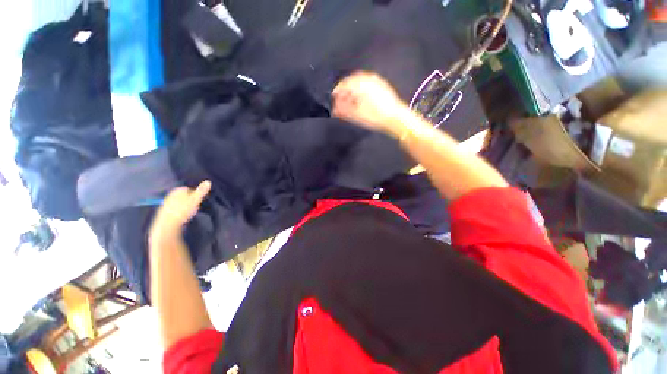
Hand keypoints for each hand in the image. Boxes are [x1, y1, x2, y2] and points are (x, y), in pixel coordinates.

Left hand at [150, 181, 210, 239]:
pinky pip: (174, 209)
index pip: (189, 189)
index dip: (195, 194)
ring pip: (179, 202)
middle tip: (196, 206)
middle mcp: (171, 195)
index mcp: (178, 190)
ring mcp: (166, 203)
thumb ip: (202, 191)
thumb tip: (208, 181)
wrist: (167, 223)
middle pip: (183, 196)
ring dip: (184, 206)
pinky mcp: (164, 212)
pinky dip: (179, 211)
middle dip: (189, 199)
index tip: (199, 200)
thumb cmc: (183, 210)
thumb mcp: (196, 199)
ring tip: (190, 212)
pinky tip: (182, 216)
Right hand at [332, 71, 408, 136]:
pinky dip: (361, 90)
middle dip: (344, 90)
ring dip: (353, 90)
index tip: (333, 98)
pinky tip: (361, 99)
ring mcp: (376, 81)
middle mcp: (368, 79)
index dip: (337, 92)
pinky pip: (367, 84)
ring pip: (359, 82)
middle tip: (340, 100)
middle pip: (351, 82)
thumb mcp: (356, 115)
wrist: (396, 118)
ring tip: (350, 101)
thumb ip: (343, 110)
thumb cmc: (376, 117)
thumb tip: (334, 108)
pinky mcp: (382, 85)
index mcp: (360, 84)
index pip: (343, 84)